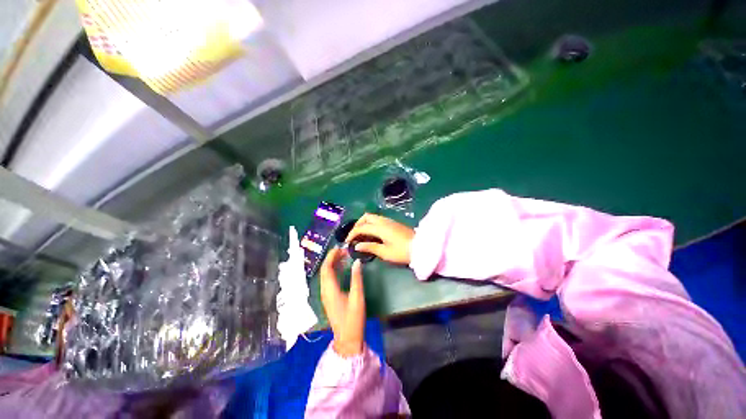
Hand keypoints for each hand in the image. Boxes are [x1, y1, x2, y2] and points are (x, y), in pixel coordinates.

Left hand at [320, 247, 365, 356]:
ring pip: (326, 275)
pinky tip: (342, 268)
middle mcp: (325, 291)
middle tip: (343, 251)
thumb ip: (356, 278)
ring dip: (333, 264)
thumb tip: (357, 262)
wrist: (347, 339)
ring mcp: (326, 295)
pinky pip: (329, 280)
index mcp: (330, 289)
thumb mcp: (357, 297)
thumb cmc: (353, 318)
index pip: (326, 268)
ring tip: (344, 256)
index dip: (331, 256)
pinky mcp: (329, 298)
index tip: (340, 248)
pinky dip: (334, 271)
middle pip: (324, 270)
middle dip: (332, 258)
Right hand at [346, 213, 414, 264]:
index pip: (361, 227)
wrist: (420, 247)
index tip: (347, 242)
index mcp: (380, 228)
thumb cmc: (402, 252)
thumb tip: (357, 245)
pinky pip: (378, 219)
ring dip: (364, 223)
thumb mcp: (385, 252)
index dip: (352, 234)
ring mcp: (389, 220)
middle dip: (357, 224)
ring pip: (372, 217)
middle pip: (366, 217)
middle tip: (354, 235)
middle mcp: (383, 221)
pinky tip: (372, 234)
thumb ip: (370, 247)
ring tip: (361, 235)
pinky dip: (371, 224)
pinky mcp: (393, 223)